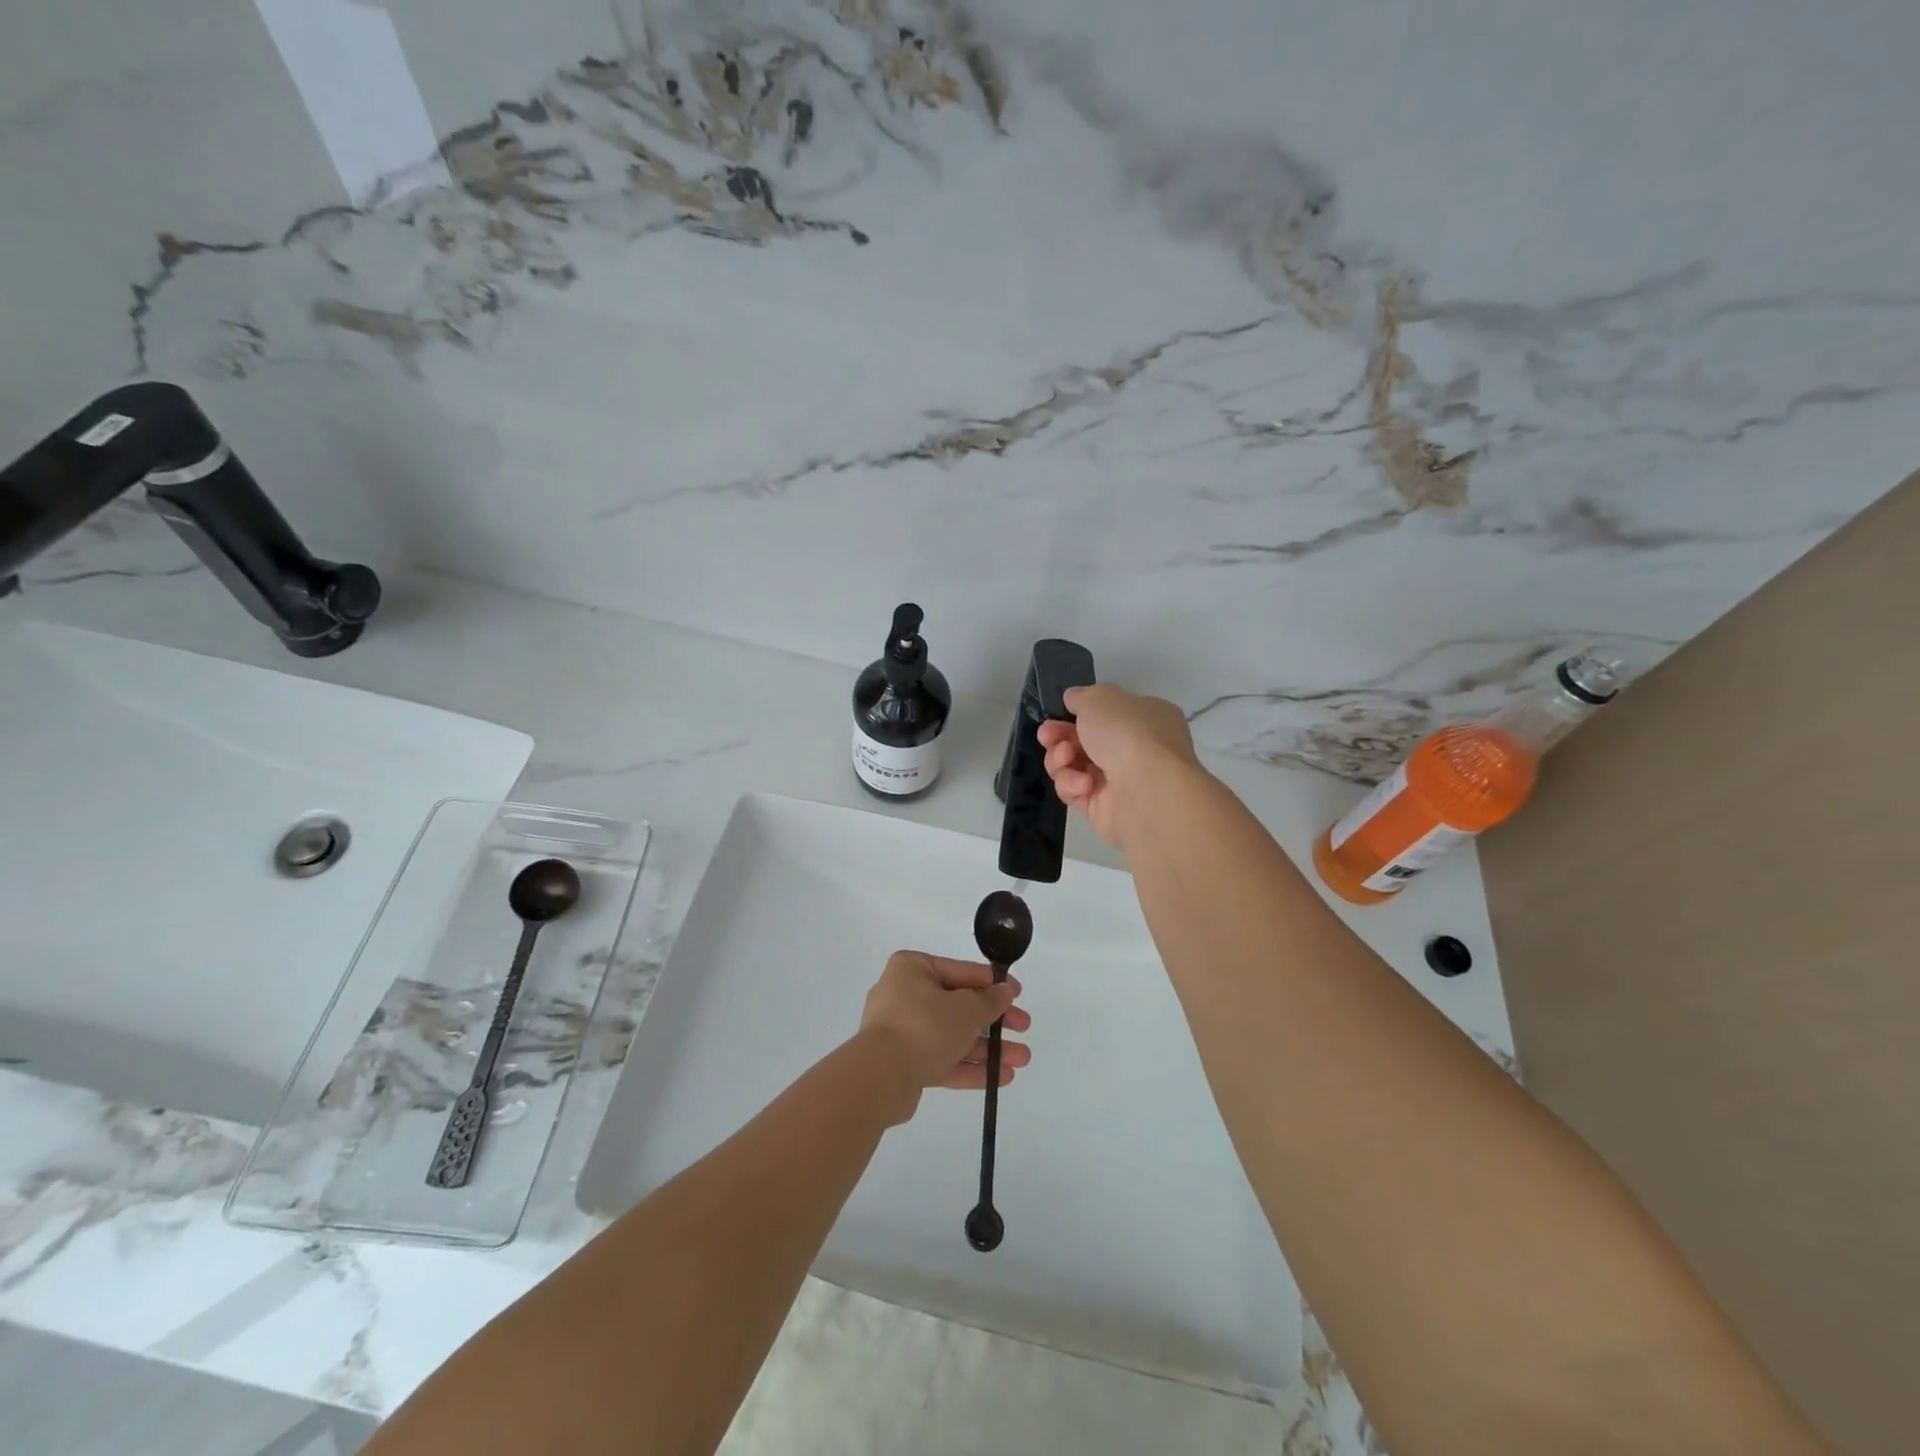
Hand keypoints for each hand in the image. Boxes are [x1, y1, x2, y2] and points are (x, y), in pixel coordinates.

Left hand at [858, 952, 1031, 1122]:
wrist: (880, 1077)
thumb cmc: (924, 1026)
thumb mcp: (965, 1008)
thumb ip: (989, 1000)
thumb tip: (1004, 991)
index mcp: (913, 968)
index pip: (961, 971)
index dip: (992, 983)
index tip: (1018, 994)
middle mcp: (904, 995)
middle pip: (959, 1005)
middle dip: (994, 1020)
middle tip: (1024, 1028)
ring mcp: (902, 1031)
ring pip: (953, 1035)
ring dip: (987, 1047)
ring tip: (1021, 1059)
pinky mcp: (904, 1064)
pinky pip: (942, 1059)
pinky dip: (969, 1066)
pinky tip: (1001, 1078)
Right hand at [1037, 684, 1200, 849]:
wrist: (1146, 790)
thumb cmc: (1128, 733)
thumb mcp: (1100, 698)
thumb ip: (1082, 696)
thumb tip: (1074, 699)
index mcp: (1146, 718)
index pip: (1107, 714)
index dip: (1079, 713)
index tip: (1057, 714)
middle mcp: (1137, 750)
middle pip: (1084, 741)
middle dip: (1060, 737)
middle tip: (1047, 736)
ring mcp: (1121, 782)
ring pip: (1075, 766)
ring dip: (1061, 760)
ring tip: (1065, 758)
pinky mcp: (1105, 811)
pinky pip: (1076, 793)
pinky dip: (1073, 785)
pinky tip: (1083, 784)